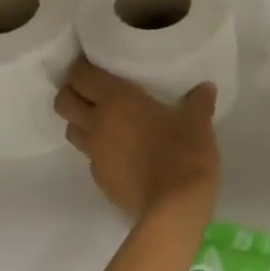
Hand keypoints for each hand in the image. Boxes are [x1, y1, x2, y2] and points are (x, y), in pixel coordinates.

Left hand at [54, 59, 218, 220]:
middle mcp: (98, 123)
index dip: (80, 67)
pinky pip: (90, 157)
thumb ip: (198, 102)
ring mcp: (95, 154)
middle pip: (64, 102)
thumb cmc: (185, 153)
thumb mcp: (198, 123)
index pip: (81, 75)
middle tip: (89, 90)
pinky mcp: (100, 179)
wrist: (175, 207)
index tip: (91, 63)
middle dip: (71, 93)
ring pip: (71, 130)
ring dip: (80, 122)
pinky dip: (98, 151)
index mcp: (117, 100)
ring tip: (101, 121)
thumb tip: (206, 88)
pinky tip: (119, 153)